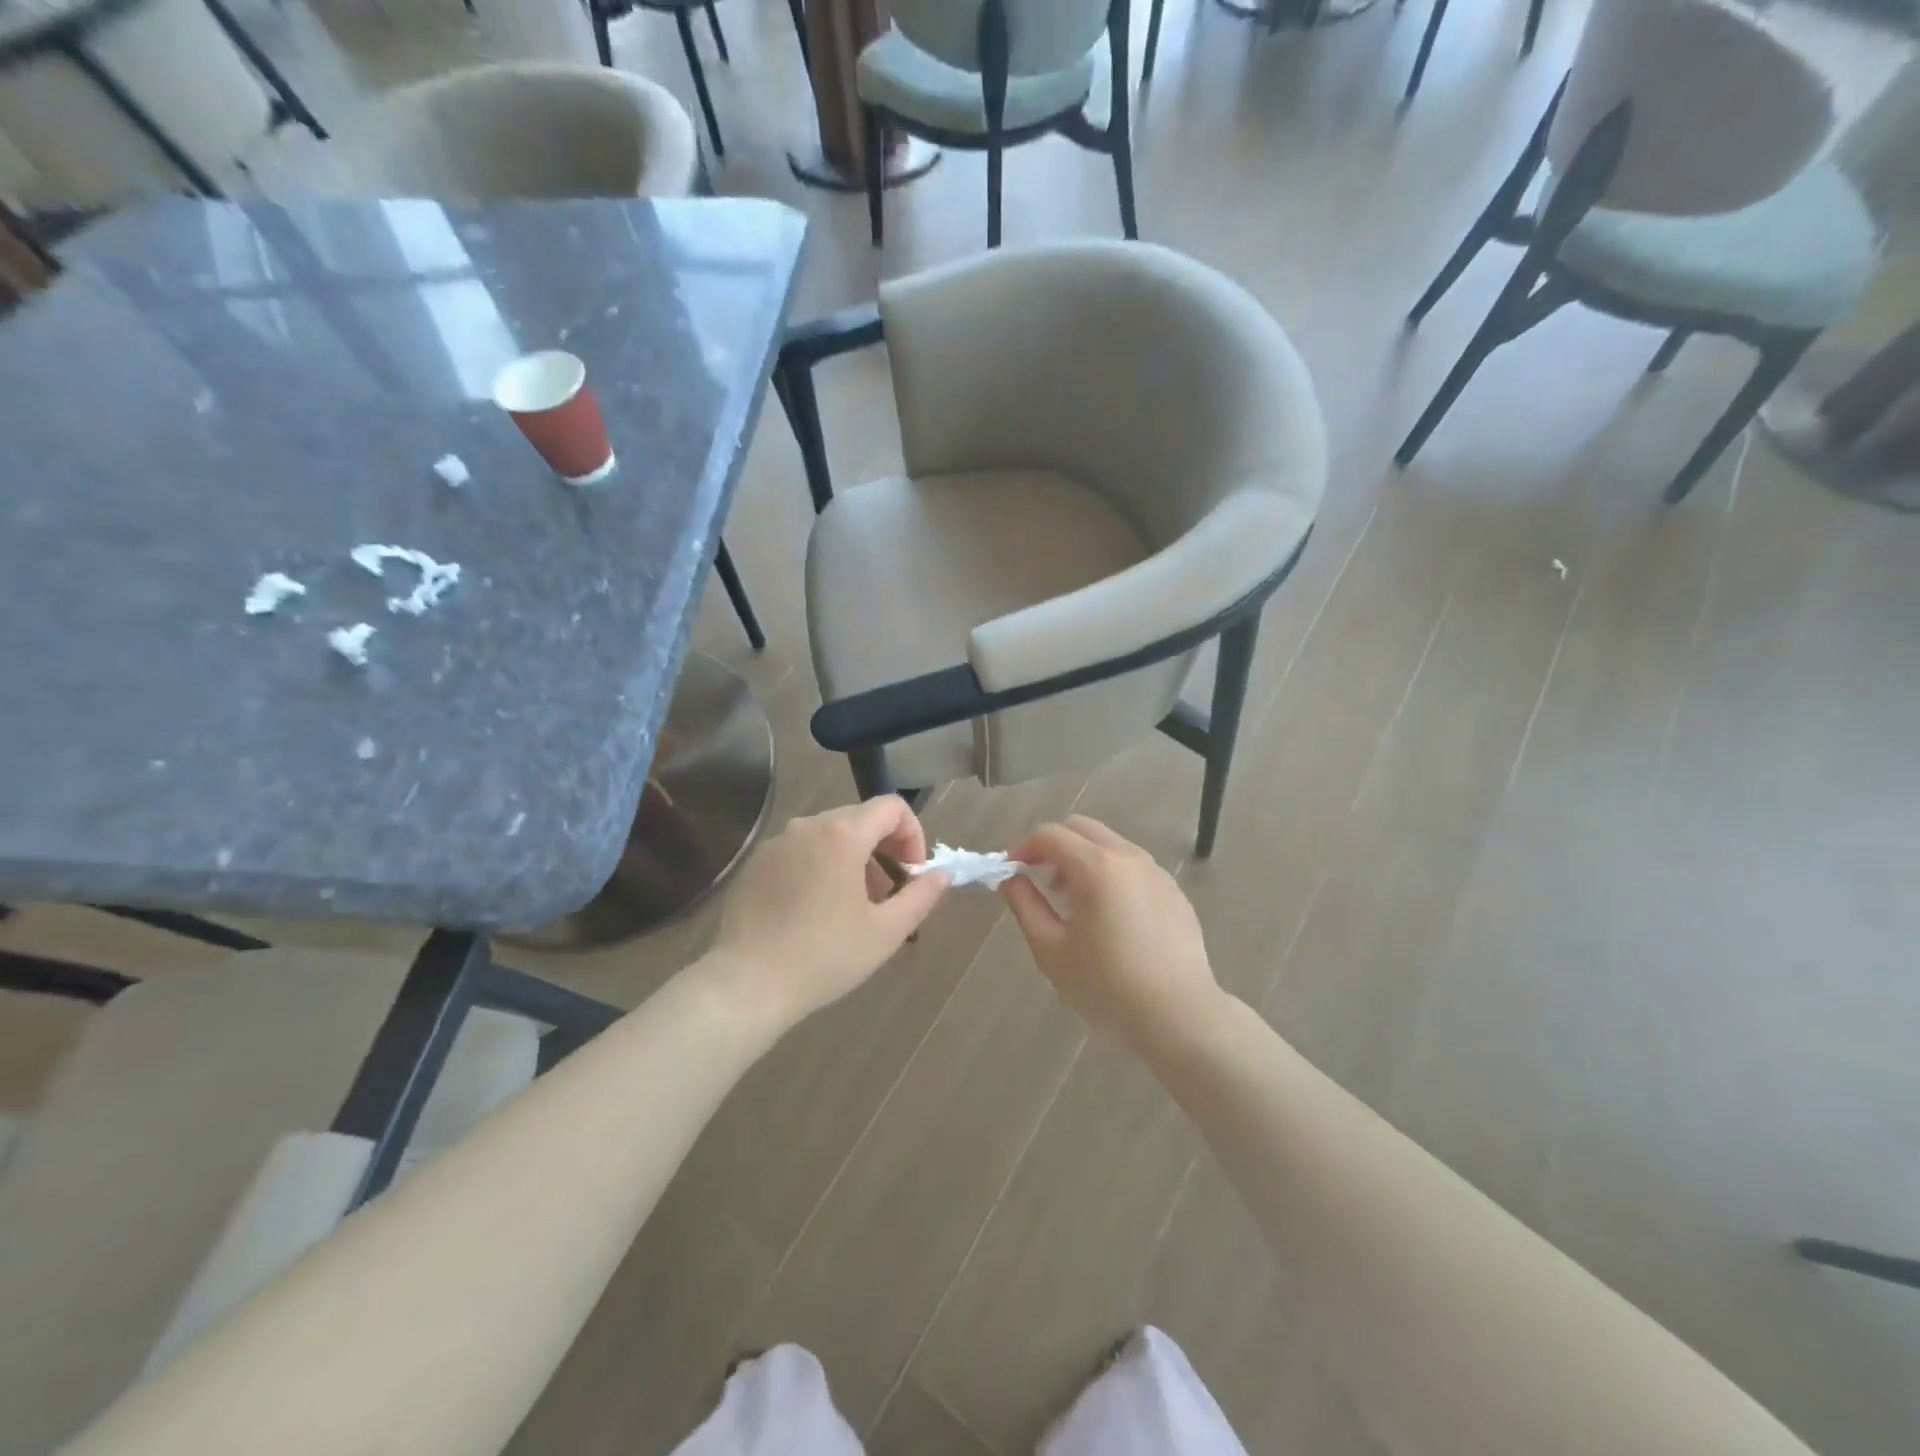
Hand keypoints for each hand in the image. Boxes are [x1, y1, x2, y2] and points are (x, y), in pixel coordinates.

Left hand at [707, 797, 947, 1031]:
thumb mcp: (885, 932)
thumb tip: (942, 875)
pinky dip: (820, 865)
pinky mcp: (755, 863)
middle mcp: (807, 825)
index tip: (912, 872)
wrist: (746, 984)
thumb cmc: (824, 956)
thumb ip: (921, 896)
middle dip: (884, 847)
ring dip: (853, 857)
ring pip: (828, 834)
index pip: (892, 807)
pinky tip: (815, 910)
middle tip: (888, 892)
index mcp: (842, 834)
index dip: (912, 834)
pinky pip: (800, 850)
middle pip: (859, 818)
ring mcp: (777, 842)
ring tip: (854, 904)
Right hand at [1000, 816, 1220, 1052]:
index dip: (1023, 848)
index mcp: (1096, 867)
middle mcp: (1128, 857)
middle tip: (1041, 882)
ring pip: (1109, 844)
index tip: (1012, 873)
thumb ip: (1025, 905)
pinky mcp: (1173, 890)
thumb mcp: (1051, 950)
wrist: (1178, 1015)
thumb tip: (1012, 879)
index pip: (1050, 834)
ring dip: (1082, 859)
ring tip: (1074, 903)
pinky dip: (1110, 874)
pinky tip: (1110, 918)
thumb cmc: (1106, 985)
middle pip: (1081, 828)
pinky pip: (1133, 866)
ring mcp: (1155, 871)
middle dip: (1053, 846)